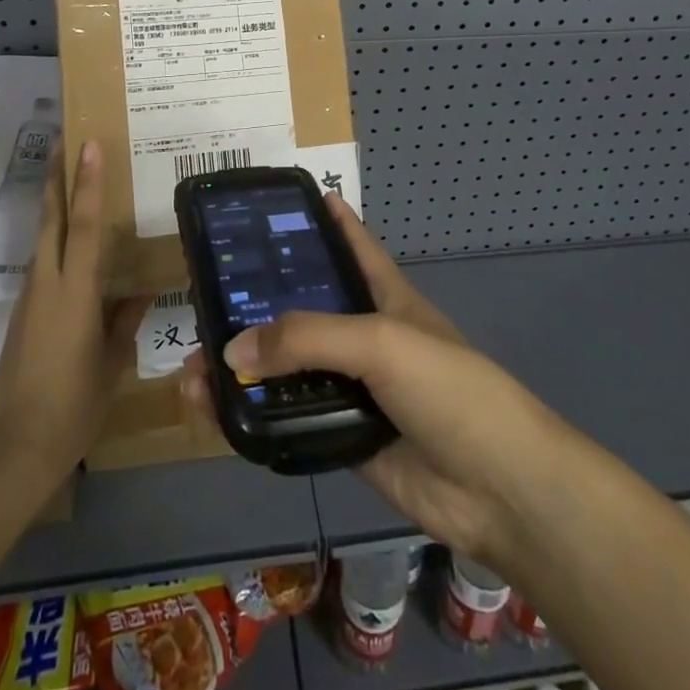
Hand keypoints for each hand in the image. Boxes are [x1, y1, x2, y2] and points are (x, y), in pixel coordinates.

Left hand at [0, 141, 150, 480]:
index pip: (85, 224)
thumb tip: (143, 289)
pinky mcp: (22, 313)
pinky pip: (43, 262)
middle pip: (51, 218)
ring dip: (54, 205)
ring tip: (71, 180)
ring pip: (43, 238)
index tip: (88, 144)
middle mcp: (47, 283)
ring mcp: (30, 297)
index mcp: (74, 291)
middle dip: (56, 177)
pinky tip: (71, 244)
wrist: (14, 448)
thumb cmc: (74, 404)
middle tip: (63, 140)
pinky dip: (55, 239)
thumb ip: (126, 319)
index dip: (88, 182)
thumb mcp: (112, 361)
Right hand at [179, 193, 572, 565]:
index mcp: (384, 296)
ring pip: (288, 371)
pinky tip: (217, 413)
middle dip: (258, 305)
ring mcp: (353, 389)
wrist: (496, 487)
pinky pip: (290, 421)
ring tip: (193, 369)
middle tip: (204, 299)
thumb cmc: (447, 388)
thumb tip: (232, 350)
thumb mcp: (380, 341)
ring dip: (244, 369)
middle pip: (303, 311)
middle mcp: (364, 336)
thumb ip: (307, 338)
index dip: (325, 220)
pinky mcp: (342, 436)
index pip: (352, 244)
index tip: (285, 201)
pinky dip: (255, 418)